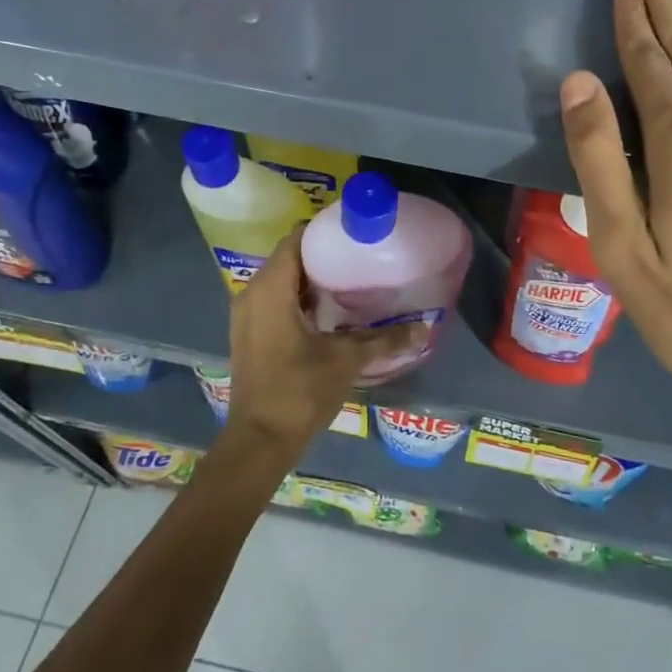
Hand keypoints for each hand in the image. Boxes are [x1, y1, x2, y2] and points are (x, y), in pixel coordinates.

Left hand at [223, 226, 420, 460]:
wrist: (259, 441)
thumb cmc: (299, 390)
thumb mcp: (346, 359)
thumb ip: (385, 339)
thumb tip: (424, 327)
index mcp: (270, 289)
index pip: (295, 239)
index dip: (324, 230)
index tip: (355, 231)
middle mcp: (251, 294)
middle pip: (289, 258)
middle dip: (322, 254)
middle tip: (360, 254)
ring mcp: (247, 316)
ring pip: (281, 281)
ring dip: (311, 278)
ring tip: (351, 278)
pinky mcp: (250, 334)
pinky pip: (275, 300)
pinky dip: (299, 297)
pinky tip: (330, 310)